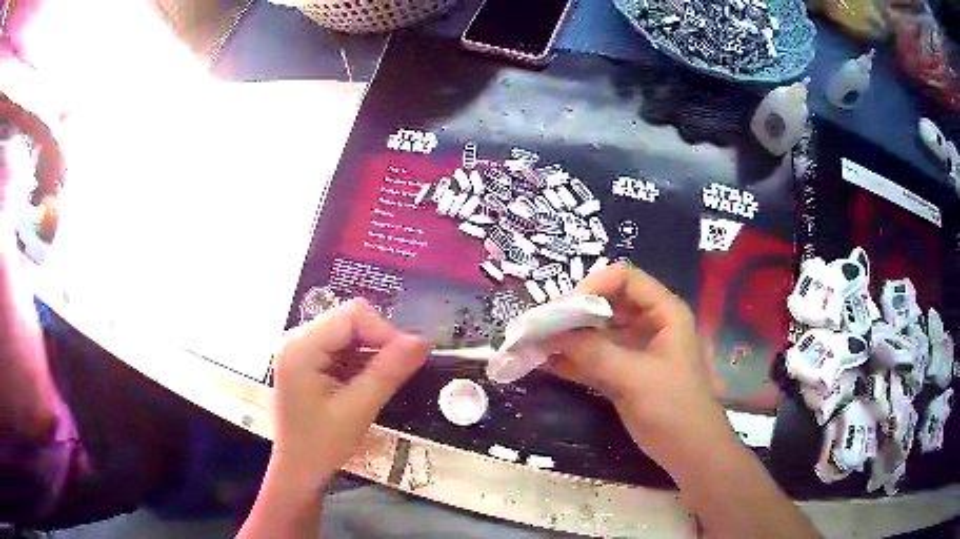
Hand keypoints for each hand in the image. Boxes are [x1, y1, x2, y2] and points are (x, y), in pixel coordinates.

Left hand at [269, 299, 429, 492]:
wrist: (297, 470)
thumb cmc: (321, 445)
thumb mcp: (358, 410)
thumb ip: (388, 372)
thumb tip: (423, 340)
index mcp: (301, 347)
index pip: (352, 316)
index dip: (385, 332)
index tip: (406, 361)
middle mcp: (296, 339)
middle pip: (348, 320)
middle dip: (378, 342)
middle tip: (396, 373)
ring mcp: (299, 349)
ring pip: (347, 333)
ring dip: (370, 353)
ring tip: (381, 382)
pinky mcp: (306, 361)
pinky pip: (340, 347)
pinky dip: (359, 361)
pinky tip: (364, 385)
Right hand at [548, 264, 736, 471]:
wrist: (690, 451)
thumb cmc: (673, 407)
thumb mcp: (634, 377)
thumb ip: (593, 353)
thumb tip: (549, 333)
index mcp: (664, 312)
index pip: (626, 279)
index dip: (594, 285)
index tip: (564, 307)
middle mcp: (649, 325)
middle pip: (608, 304)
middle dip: (574, 312)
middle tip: (541, 325)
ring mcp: (636, 351)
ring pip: (598, 333)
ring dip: (569, 337)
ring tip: (535, 342)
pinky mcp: (624, 375)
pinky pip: (595, 359)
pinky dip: (572, 360)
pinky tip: (545, 364)